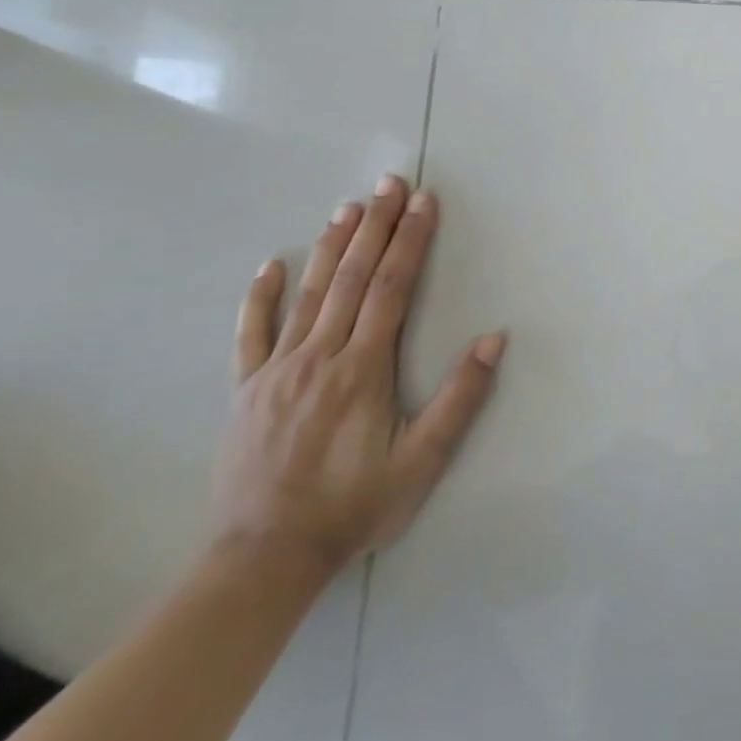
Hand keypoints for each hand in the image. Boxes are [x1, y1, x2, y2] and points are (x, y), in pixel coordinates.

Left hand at [214, 176, 504, 575]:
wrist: (265, 556)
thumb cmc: (355, 504)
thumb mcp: (423, 459)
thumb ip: (460, 396)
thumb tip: (494, 339)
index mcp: (362, 368)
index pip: (392, 287)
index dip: (410, 241)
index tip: (424, 203)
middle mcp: (319, 355)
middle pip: (352, 277)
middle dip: (375, 226)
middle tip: (390, 184)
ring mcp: (277, 369)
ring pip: (308, 293)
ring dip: (332, 246)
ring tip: (349, 207)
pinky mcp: (247, 389)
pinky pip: (252, 333)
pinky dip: (261, 296)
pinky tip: (271, 265)